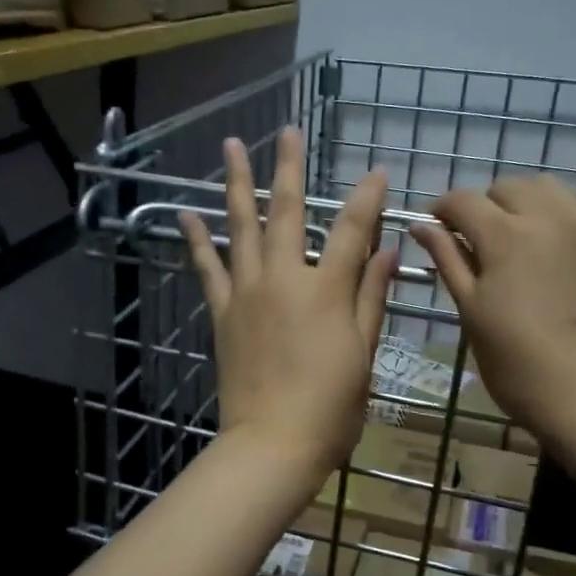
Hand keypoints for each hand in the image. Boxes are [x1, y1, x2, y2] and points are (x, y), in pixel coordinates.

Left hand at [181, 128, 396, 484]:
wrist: (272, 443)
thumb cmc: (331, 406)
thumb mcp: (363, 352)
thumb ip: (371, 297)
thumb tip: (387, 251)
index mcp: (326, 290)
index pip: (351, 230)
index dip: (367, 198)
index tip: (378, 173)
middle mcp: (284, 279)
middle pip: (288, 211)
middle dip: (291, 167)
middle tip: (288, 131)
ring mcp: (247, 292)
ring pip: (242, 226)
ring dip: (238, 183)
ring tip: (231, 147)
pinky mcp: (223, 312)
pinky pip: (208, 269)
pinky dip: (197, 240)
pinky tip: (187, 214)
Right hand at [409, 174, 575, 449]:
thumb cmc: (514, 363)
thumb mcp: (470, 311)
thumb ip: (448, 260)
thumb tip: (420, 225)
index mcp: (503, 236)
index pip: (462, 201)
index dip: (442, 209)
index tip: (436, 226)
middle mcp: (547, 218)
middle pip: (507, 187)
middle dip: (485, 205)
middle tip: (479, 239)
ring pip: (551, 188)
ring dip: (528, 201)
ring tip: (522, 233)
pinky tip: (571, 229)